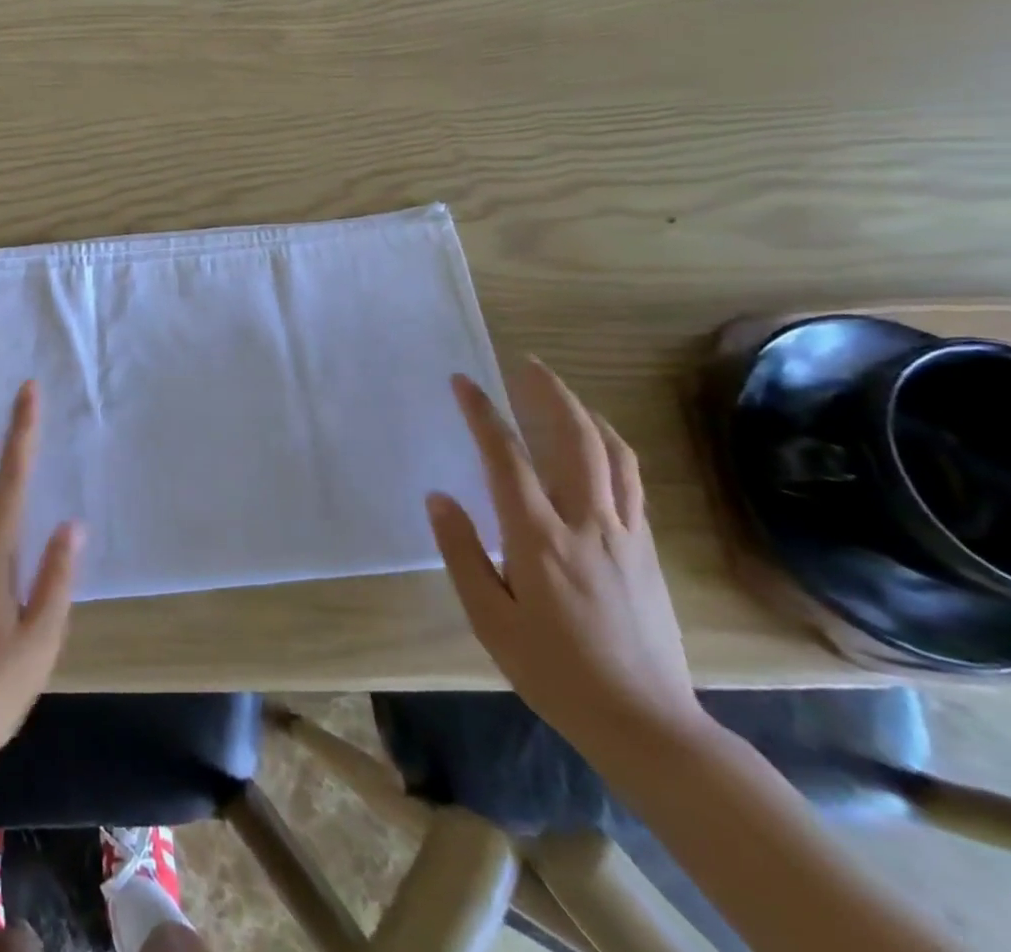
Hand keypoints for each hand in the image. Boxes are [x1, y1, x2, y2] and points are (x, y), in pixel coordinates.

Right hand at [428, 359, 704, 761]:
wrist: (646, 723)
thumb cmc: (553, 670)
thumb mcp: (489, 619)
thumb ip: (462, 552)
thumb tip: (439, 497)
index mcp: (539, 539)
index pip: (507, 458)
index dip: (483, 414)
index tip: (464, 381)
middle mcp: (587, 524)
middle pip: (574, 440)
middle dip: (548, 394)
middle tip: (524, 364)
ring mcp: (625, 534)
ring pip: (612, 454)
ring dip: (584, 413)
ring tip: (559, 392)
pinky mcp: (647, 550)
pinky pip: (631, 480)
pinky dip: (611, 446)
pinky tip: (598, 443)